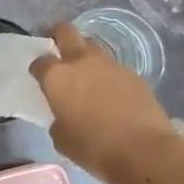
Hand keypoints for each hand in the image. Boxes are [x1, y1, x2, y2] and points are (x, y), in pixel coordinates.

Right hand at [30, 22, 183, 183]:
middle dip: (58, 35)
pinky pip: (114, 68)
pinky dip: (108, 76)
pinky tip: (111, 95)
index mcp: (57, 77)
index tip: (39, 76)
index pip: (39, 61)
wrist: (145, 151)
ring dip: (86, 56)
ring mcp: (110, 65)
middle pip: (66, 32)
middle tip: (57, 48)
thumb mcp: (61, 138)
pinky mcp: (134, 75)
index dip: (37, 68)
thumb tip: (64, 114)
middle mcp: (81, 62)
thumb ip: (57, 118)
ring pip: (93, 48)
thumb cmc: (94, 148)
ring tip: (87, 76)